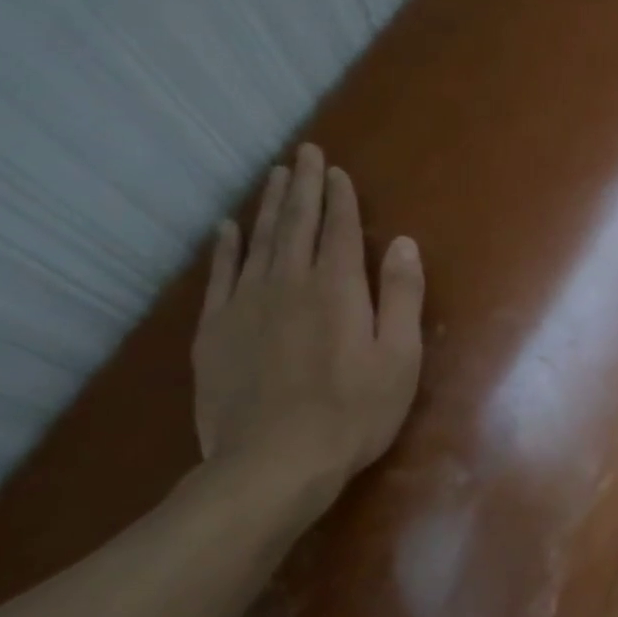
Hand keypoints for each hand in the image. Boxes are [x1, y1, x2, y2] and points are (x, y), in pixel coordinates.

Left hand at [192, 144, 423, 498]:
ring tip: (274, 176)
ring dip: (267, 206)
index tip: (336, 170)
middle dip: (302, 186)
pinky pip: (219, 275)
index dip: (339, 198)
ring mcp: (245, 305)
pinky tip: (227, 228)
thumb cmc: (354, 412)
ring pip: (257, 241)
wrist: (273, 463)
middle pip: (295, 224)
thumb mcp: (399, 357)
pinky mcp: (214, 330)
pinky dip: (225, 248)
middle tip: (303, 153)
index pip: (338, 230)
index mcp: (337, 289)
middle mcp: (288, 283)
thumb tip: (403, 244)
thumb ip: (400, 297)